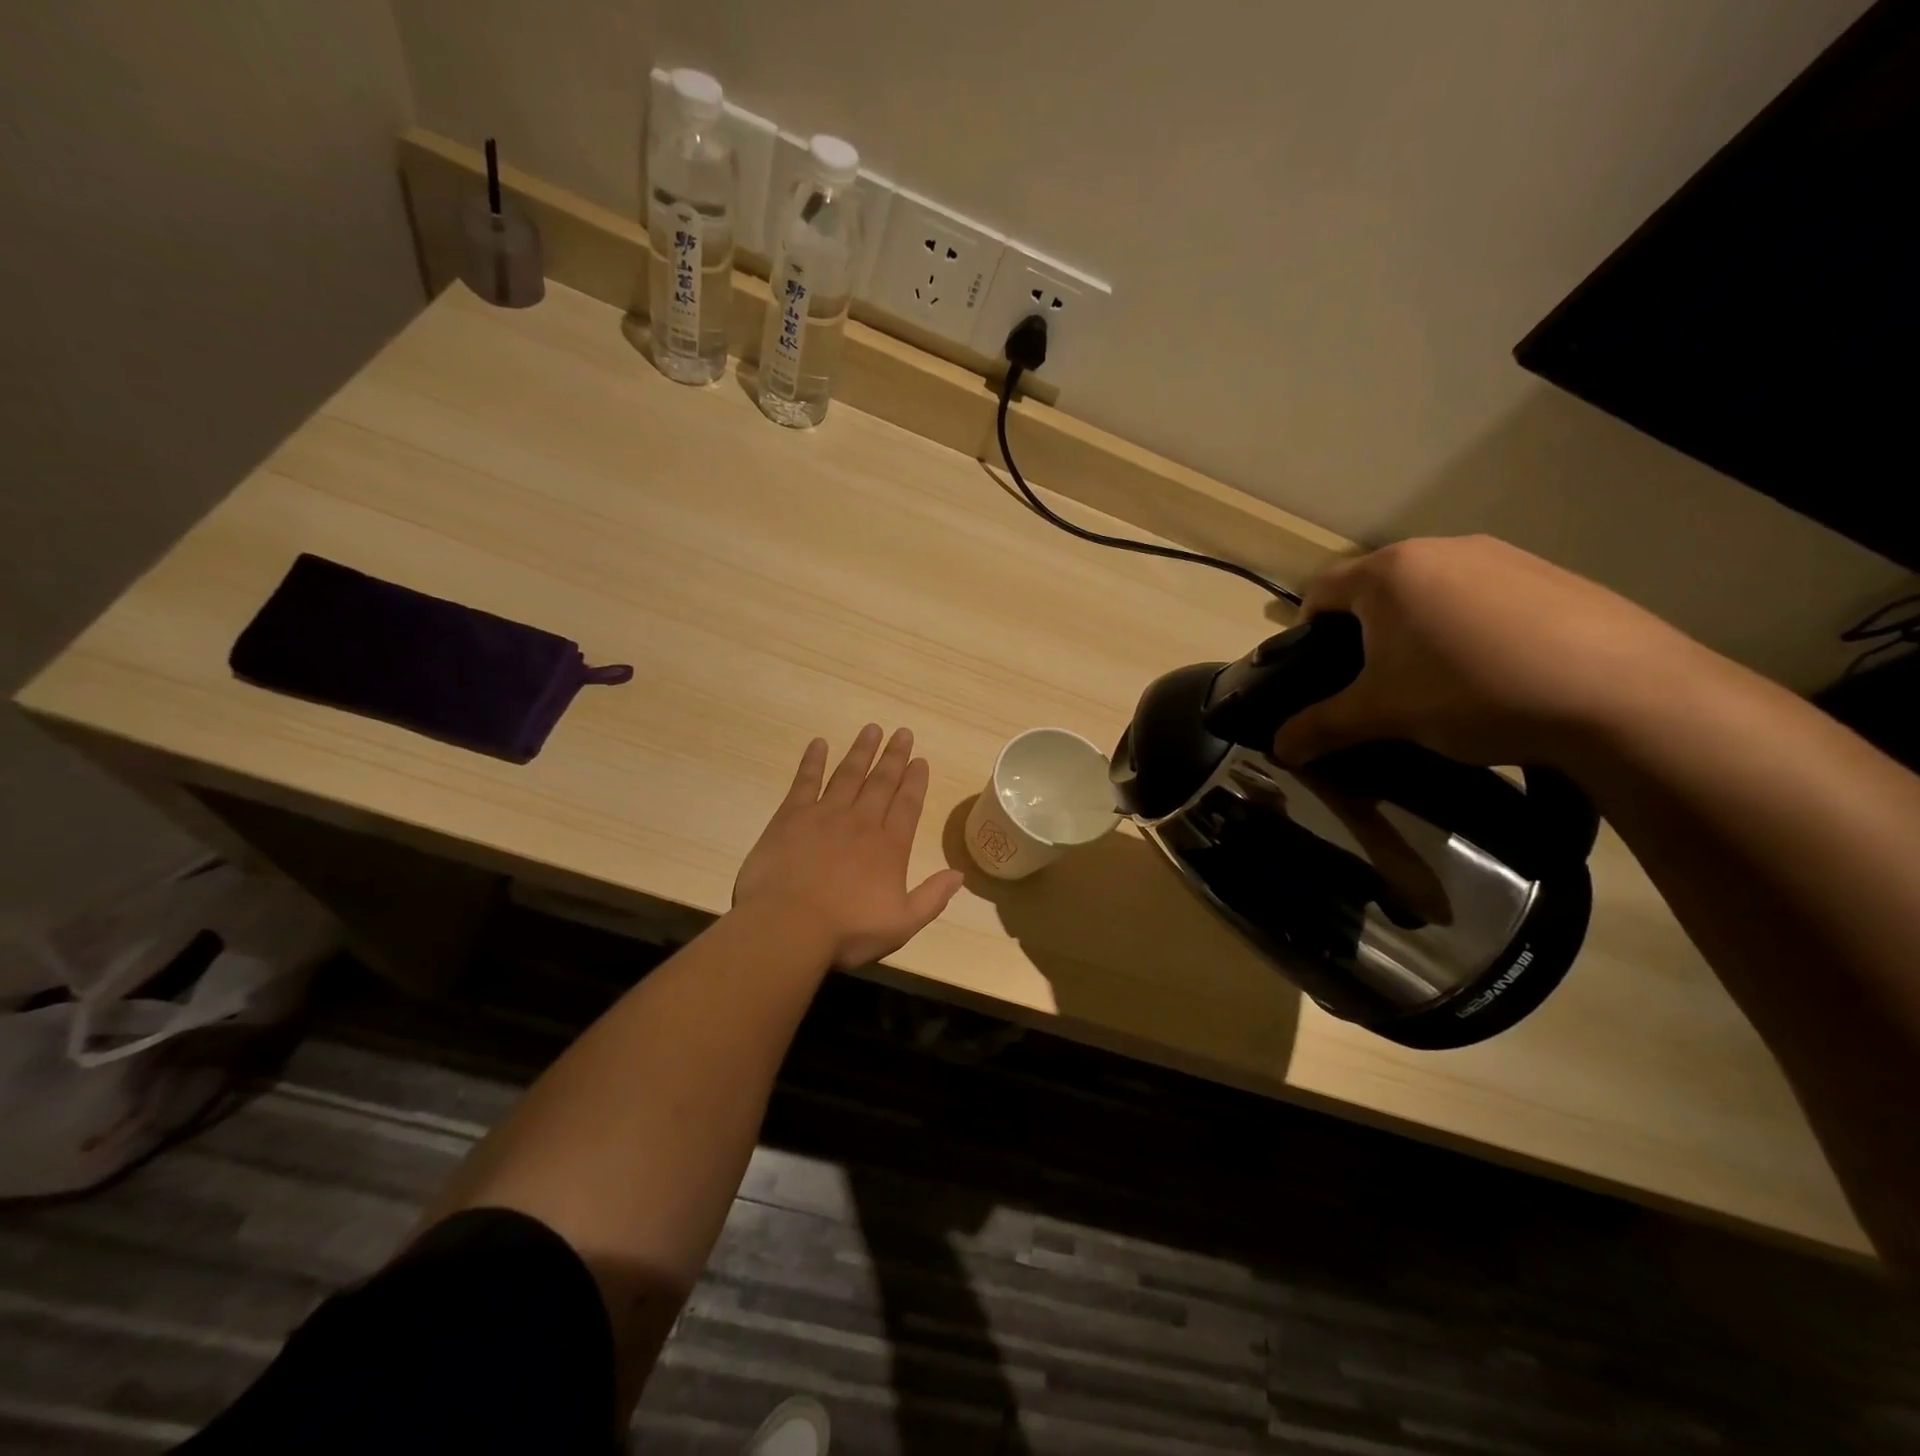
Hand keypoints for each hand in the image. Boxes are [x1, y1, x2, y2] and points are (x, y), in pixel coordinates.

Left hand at [733, 725, 965, 969]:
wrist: (788, 927)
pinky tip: (819, 744)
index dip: (916, 781)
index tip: (921, 760)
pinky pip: (805, 781)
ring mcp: (825, 815)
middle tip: (903, 733)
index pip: (908, 805)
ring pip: (849, 774)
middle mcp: (861, 822)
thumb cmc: (847, 931)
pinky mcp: (791, 817)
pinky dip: (813, 761)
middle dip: (894, 757)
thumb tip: (959, 875)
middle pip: (881, 782)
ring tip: (872, 729)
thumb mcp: (901, 924)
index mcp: (889, 846)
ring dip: (862, 751)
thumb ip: (932, 898)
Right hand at [1271, 536, 1711, 769]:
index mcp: (1389, 572)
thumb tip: (1279, 750)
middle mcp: (1441, 549)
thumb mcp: (1382, 716)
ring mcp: (1503, 556)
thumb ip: (1321, 728)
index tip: (1317, 673)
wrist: (1620, 695)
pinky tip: (1496, 673)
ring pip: (1433, 592)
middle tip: (1376, 684)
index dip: (1305, 633)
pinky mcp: (1552, 575)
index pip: (1319, 591)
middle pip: (1376, 589)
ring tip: (1440, 682)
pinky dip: (1472, 629)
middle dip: (1365, 633)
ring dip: (1419, 630)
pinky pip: (1485, 598)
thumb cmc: (1470, 692)